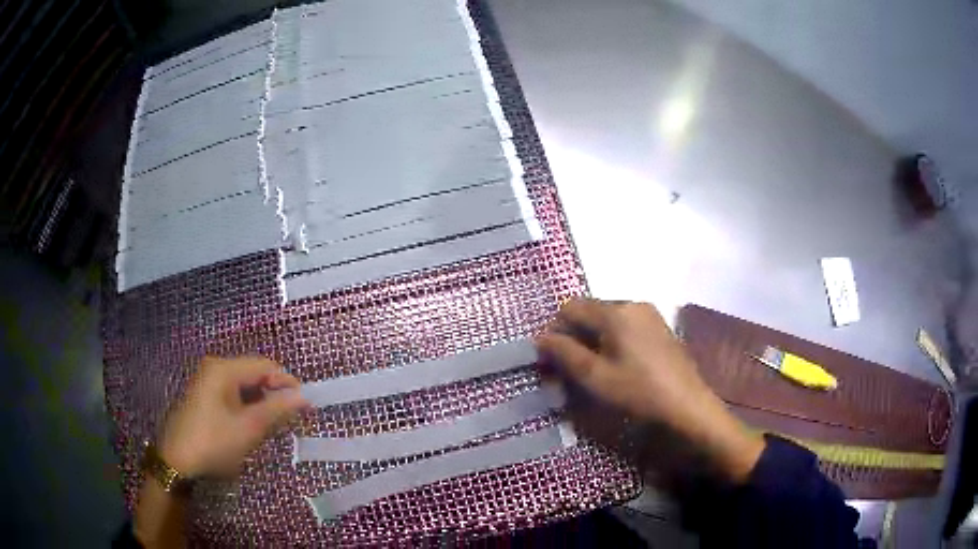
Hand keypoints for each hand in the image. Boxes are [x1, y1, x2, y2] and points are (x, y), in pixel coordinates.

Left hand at [157, 356, 308, 477]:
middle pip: (254, 373)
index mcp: (224, 369)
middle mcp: (215, 368)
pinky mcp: (204, 395)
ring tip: (274, 425)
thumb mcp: (249, 428)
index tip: (305, 405)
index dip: (287, 382)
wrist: (178, 460)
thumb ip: (277, 409)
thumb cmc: (213, 442)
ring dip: (261, 402)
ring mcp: (207, 380)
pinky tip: (253, 425)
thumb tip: (303, 397)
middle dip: (274, 393)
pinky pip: (233, 393)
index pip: (264, 365)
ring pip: (244, 385)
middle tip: (290, 418)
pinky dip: (247, 406)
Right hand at [536, 299, 763, 482]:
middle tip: (567, 368)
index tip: (549, 358)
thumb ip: (565, 353)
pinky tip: (616, 365)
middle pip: (589, 311)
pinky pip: (625, 325)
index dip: (554, 330)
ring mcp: (649, 314)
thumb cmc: (639, 392)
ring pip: (607, 319)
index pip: (570, 308)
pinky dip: (612, 340)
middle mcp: (632, 304)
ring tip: (591, 370)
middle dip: (573, 335)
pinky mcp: (660, 327)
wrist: (688, 406)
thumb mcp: (595, 377)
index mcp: (615, 312)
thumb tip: (540, 337)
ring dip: (592, 339)